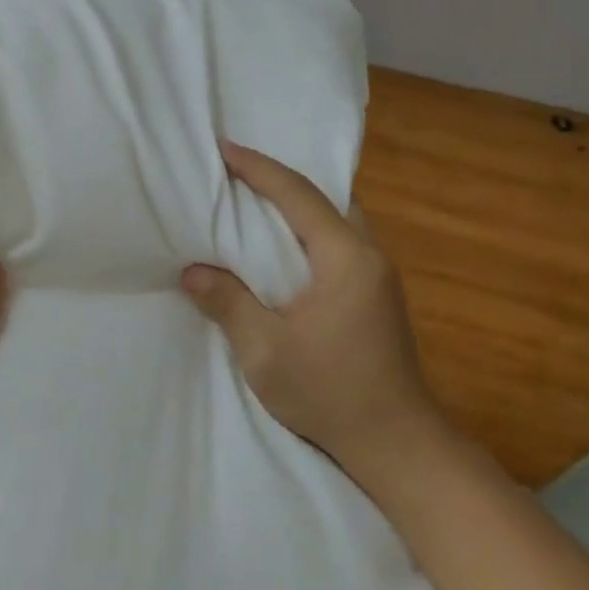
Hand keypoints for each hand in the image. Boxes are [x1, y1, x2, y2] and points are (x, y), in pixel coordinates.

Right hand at [182, 141, 447, 491]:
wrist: (395, 442)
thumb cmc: (329, 392)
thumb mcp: (265, 350)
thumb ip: (228, 303)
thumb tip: (193, 270)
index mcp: (345, 258)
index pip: (298, 196)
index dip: (259, 169)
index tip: (225, 148)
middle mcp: (369, 255)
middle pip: (325, 198)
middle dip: (281, 179)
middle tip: (238, 172)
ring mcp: (379, 276)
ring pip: (337, 219)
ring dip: (299, 205)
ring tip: (257, 203)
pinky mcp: (378, 296)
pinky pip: (340, 242)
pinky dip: (310, 230)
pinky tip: (287, 246)